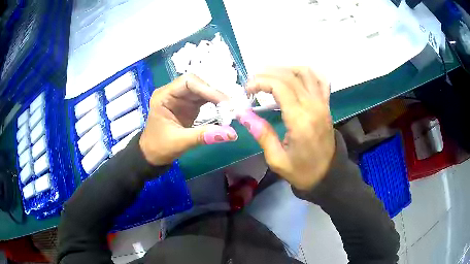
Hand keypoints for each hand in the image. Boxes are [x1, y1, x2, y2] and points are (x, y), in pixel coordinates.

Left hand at [139, 74, 237, 165]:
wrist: (152, 156)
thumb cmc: (159, 147)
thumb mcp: (180, 142)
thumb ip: (204, 135)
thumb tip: (232, 134)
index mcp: (164, 96)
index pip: (188, 82)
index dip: (208, 89)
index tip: (224, 102)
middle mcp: (173, 92)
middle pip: (197, 84)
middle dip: (214, 93)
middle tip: (230, 107)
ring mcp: (181, 98)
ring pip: (203, 90)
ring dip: (217, 98)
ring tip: (230, 109)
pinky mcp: (188, 106)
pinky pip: (204, 99)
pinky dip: (215, 104)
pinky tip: (224, 110)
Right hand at [237, 67, 334, 190]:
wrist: (328, 175)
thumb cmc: (302, 171)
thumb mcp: (277, 159)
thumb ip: (262, 134)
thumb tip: (243, 114)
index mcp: (300, 120)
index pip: (280, 86)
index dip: (260, 82)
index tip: (247, 90)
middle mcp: (314, 106)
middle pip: (290, 76)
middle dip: (267, 74)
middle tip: (253, 82)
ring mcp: (323, 103)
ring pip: (306, 73)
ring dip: (286, 69)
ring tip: (270, 76)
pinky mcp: (327, 105)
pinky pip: (320, 80)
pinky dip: (307, 72)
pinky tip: (295, 75)